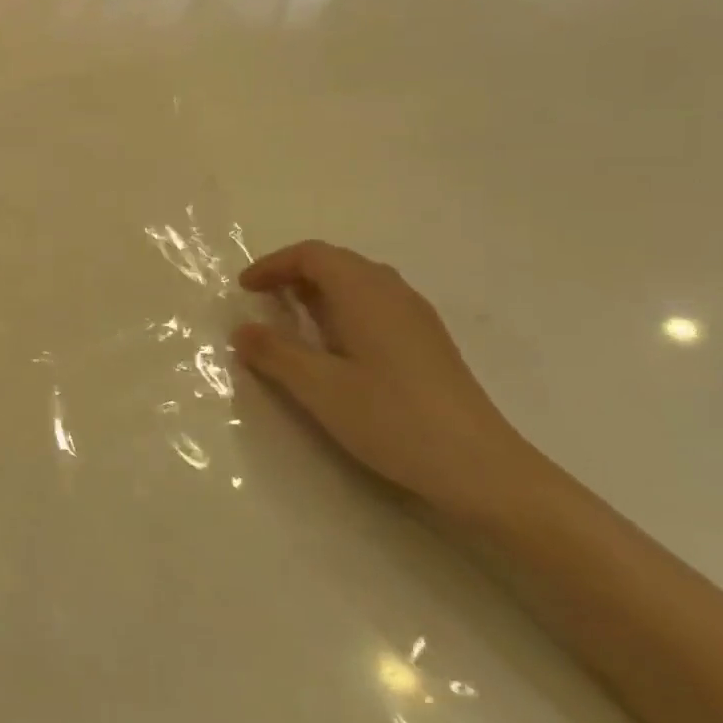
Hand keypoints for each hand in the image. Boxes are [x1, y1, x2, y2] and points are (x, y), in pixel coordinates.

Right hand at [231, 242, 548, 520]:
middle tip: (263, 301)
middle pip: (336, 262)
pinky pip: (375, 303)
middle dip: (293, 273)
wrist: (480, 467)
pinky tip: (335, 346)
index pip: (312, 255)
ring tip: (292, 320)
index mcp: (365, 293)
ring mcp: (416, 316)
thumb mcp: (319, 388)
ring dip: (319, 290)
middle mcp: (392, 292)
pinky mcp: (427, 341)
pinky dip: (342, 308)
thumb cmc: (392, 419)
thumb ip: (275, 354)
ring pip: (358, 282)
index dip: (272, 265)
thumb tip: (242, 330)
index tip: (244, 290)